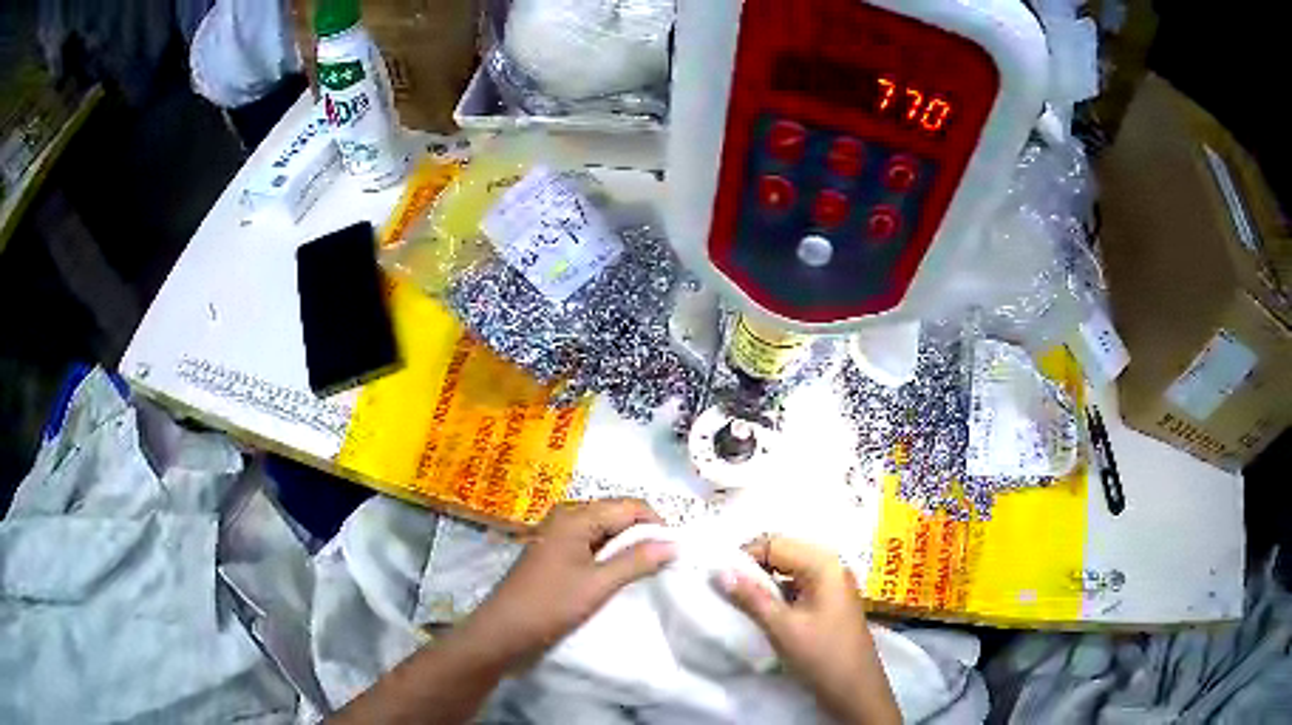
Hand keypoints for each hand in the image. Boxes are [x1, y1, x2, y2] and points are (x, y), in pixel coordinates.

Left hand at [457, 499, 676, 671]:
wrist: (502, 632)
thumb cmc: (549, 605)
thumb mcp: (598, 584)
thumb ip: (637, 561)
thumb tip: (674, 543)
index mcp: (575, 516)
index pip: (630, 506)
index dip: (656, 524)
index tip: (676, 552)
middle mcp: (566, 517)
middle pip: (616, 515)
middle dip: (643, 535)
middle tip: (664, 563)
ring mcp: (558, 536)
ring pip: (605, 532)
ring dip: (627, 548)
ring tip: (646, 571)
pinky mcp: (554, 554)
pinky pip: (591, 545)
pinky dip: (609, 557)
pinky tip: (620, 576)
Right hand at [716, 537, 899, 724]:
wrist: (855, 690)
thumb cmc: (821, 655)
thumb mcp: (781, 627)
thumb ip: (751, 597)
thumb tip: (719, 571)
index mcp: (824, 564)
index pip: (775, 543)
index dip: (745, 556)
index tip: (718, 577)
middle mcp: (832, 565)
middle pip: (784, 552)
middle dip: (754, 566)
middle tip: (726, 587)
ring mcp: (834, 584)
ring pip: (790, 569)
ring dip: (765, 580)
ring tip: (740, 599)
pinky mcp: (831, 601)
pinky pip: (799, 585)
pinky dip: (779, 592)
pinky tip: (763, 609)